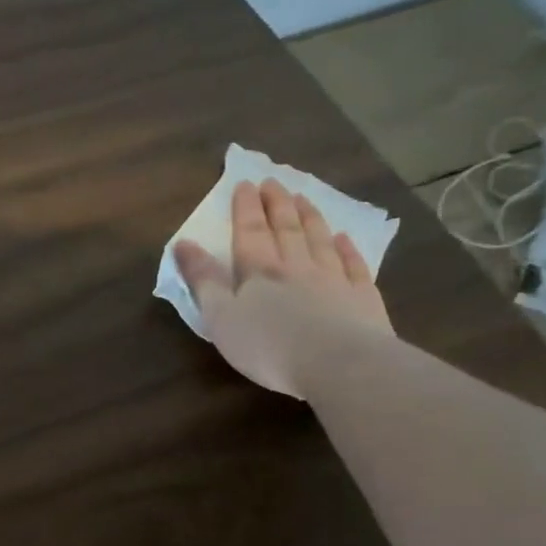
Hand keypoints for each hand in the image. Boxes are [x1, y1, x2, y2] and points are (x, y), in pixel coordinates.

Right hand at [172, 178, 393, 396]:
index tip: (245, 183)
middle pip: (287, 229)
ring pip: (320, 241)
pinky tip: (344, 238)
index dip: (246, 208)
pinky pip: (354, 266)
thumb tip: (183, 244)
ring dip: (311, 218)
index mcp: (260, 272)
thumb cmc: (268, 345)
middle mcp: (297, 267)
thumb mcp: (220, 317)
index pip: (250, 232)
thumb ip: (203, 280)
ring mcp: (334, 281)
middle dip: (278, 204)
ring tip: (305, 198)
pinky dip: (348, 249)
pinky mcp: (362, 299)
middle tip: (275, 182)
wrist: (338, 364)